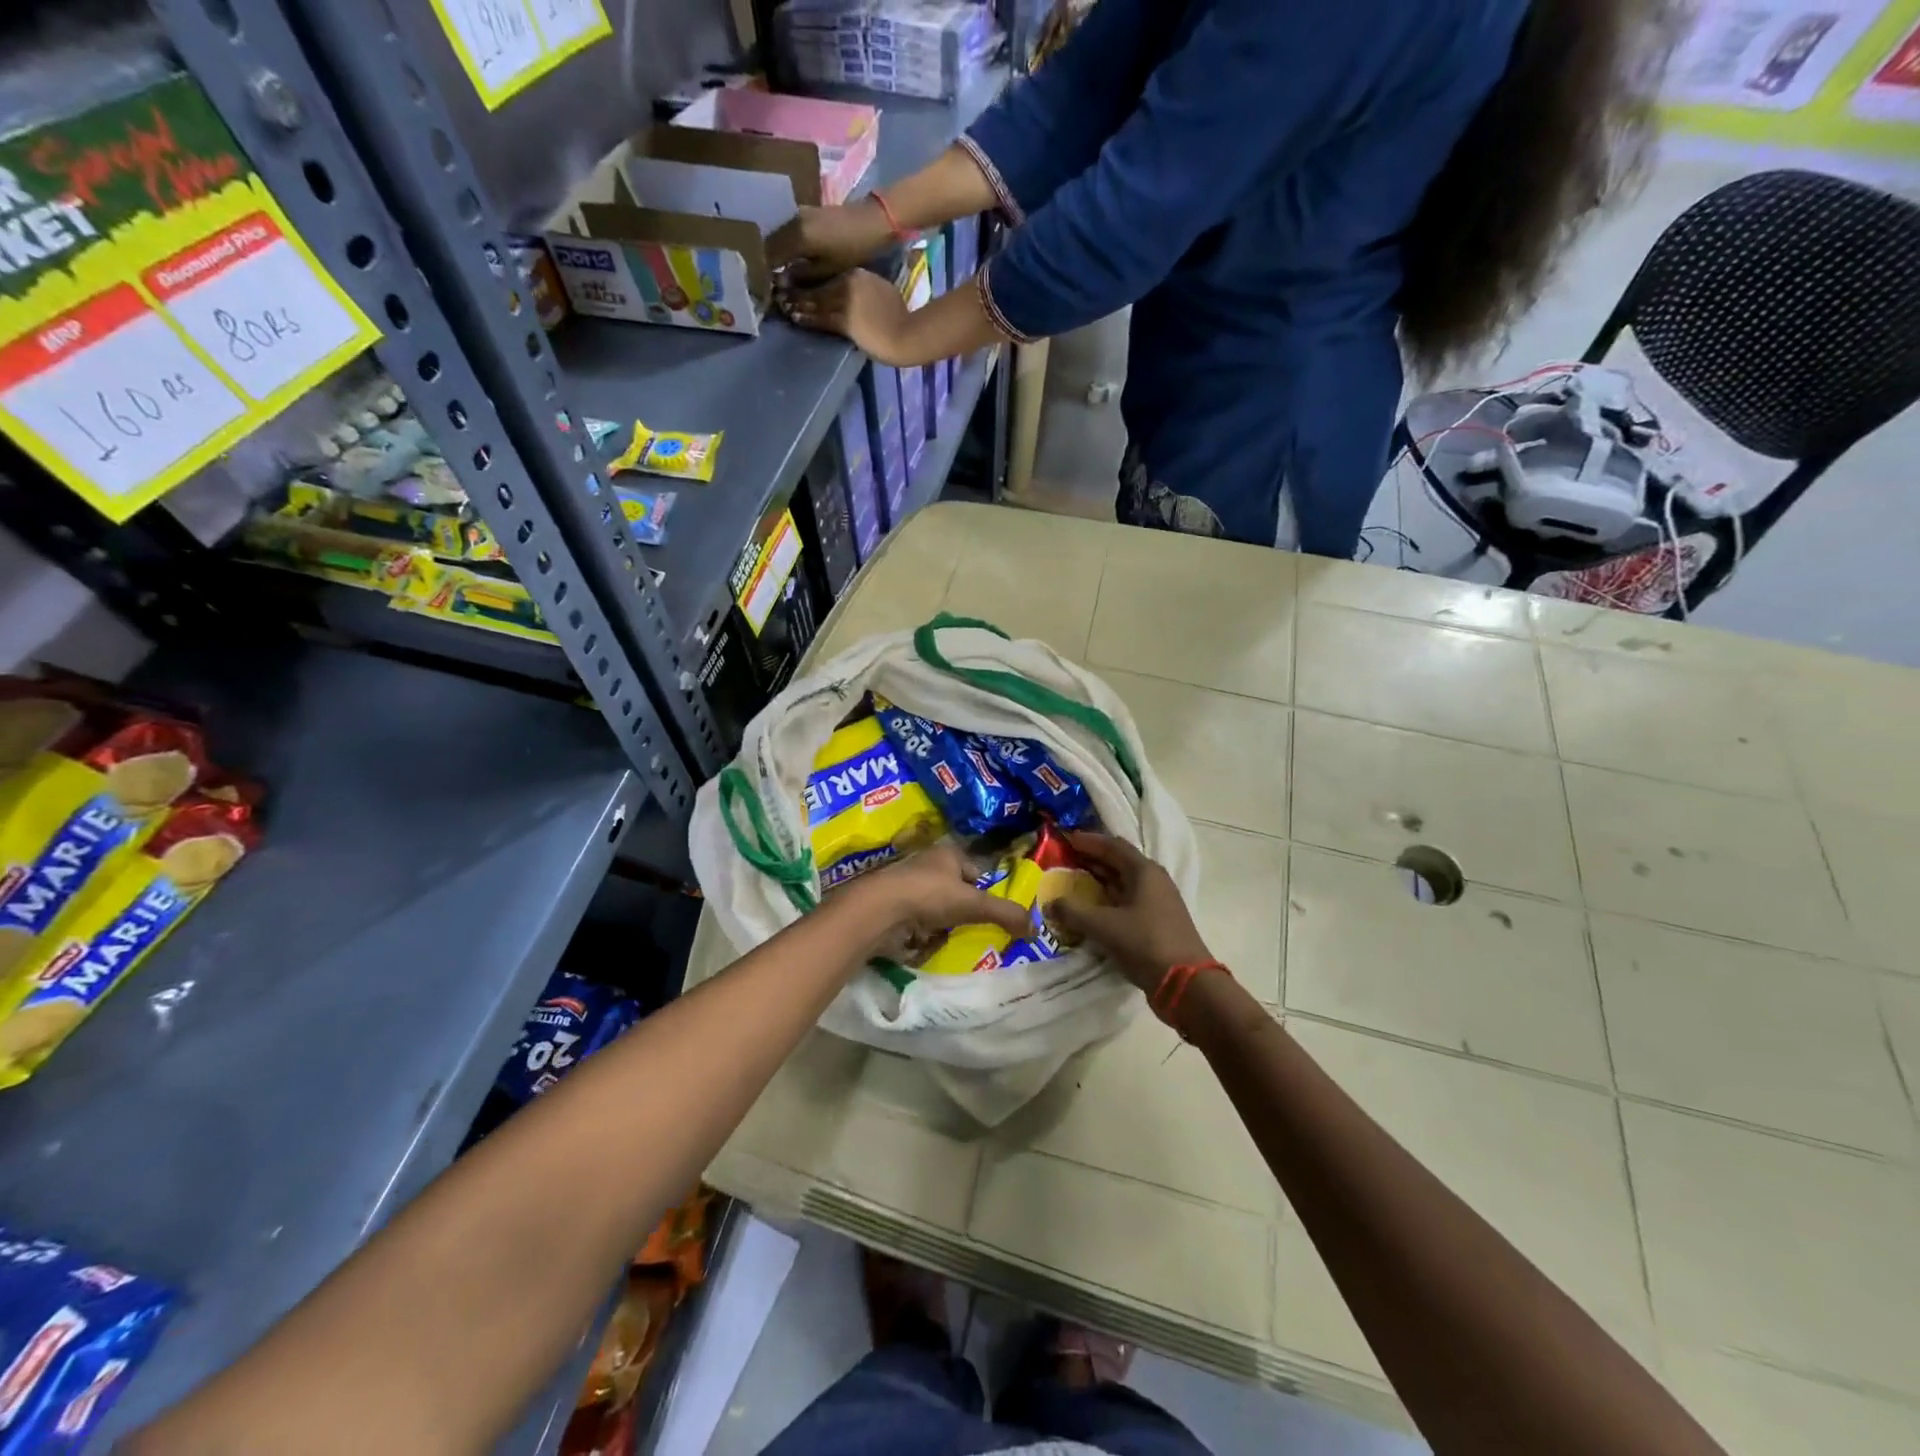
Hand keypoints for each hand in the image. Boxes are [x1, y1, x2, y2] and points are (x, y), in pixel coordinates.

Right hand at [767, 201, 892, 283]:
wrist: (871, 221)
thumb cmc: (852, 249)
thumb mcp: (827, 269)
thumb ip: (802, 275)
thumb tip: (780, 282)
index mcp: (796, 236)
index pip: (769, 255)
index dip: (765, 272)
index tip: (765, 287)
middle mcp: (792, 221)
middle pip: (770, 243)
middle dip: (767, 262)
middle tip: (769, 281)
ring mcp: (797, 213)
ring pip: (777, 235)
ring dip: (775, 252)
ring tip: (777, 271)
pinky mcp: (805, 211)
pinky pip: (786, 229)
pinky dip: (784, 243)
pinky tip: (788, 256)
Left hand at [779, 269, 911, 363]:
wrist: (905, 334)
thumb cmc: (898, 315)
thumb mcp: (882, 291)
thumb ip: (865, 288)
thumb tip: (856, 293)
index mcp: (857, 274)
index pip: (828, 275)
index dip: (810, 278)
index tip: (797, 279)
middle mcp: (847, 283)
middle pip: (817, 285)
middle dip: (797, 288)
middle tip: (779, 289)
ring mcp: (845, 301)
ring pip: (814, 301)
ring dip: (796, 303)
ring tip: (781, 303)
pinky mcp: (844, 321)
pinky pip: (819, 319)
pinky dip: (805, 318)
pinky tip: (793, 317)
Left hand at [845, 843, 1031, 959]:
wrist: (881, 910)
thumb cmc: (930, 895)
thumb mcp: (974, 904)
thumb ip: (1005, 914)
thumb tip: (1034, 929)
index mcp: (946, 853)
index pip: (973, 869)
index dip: (982, 888)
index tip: (988, 910)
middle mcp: (925, 865)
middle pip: (952, 888)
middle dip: (961, 908)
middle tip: (973, 929)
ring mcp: (906, 886)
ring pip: (933, 906)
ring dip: (940, 922)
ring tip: (950, 940)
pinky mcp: (892, 908)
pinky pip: (914, 922)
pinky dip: (921, 933)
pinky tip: (927, 945)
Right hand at [1045, 832, 1213, 992]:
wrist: (1186, 984)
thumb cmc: (1144, 943)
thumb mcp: (1102, 926)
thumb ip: (1072, 912)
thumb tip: (1049, 904)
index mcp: (1145, 871)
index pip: (1113, 845)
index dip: (1089, 840)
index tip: (1066, 838)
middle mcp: (1154, 881)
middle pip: (1120, 862)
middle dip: (1092, 859)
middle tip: (1065, 859)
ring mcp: (1158, 903)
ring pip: (1124, 883)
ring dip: (1100, 881)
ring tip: (1074, 882)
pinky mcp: (1158, 923)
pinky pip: (1128, 902)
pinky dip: (1108, 900)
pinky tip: (1092, 910)